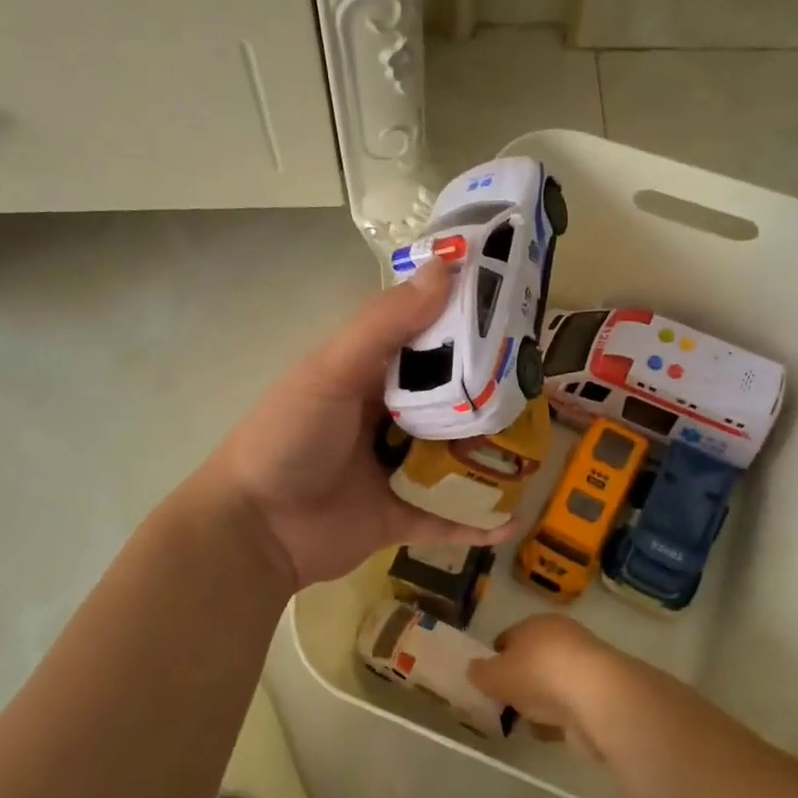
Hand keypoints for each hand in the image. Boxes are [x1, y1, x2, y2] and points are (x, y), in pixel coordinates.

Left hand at [206, 265, 509, 589]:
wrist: (254, 529)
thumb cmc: (289, 437)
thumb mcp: (331, 371)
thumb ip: (386, 325)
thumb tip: (446, 267)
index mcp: (368, 374)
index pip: (427, 341)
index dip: (468, 327)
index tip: (517, 313)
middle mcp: (386, 417)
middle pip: (449, 402)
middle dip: (490, 395)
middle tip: (542, 385)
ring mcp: (395, 469)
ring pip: (454, 458)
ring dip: (491, 456)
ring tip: (541, 448)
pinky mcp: (399, 517)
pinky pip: (446, 518)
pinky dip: (476, 523)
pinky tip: (513, 522)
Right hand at [469, 615, 619, 760]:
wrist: (595, 696)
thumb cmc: (538, 673)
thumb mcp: (495, 674)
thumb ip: (481, 673)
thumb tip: (473, 669)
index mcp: (537, 623)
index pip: (510, 637)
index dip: (496, 658)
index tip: (487, 681)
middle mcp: (562, 638)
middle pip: (533, 659)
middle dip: (519, 680)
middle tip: (504, 702)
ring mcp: (583, 666)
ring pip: (552, 683)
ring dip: (540, 700)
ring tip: (524, 721)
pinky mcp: (598, 694)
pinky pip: (569, 705)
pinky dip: (558, 717)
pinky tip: (547, 731)